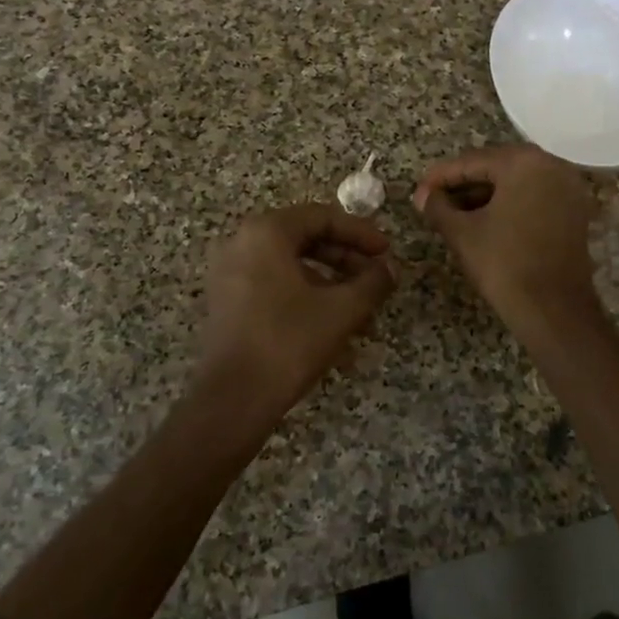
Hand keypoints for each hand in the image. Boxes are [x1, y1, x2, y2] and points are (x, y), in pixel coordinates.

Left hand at [198, 203, 395, 422]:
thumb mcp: (341, 310)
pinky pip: (275, 288)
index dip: (361, 234)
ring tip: (363, 315)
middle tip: (377, 280)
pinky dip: (307, 300)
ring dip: (331, 286)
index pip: (322, 217)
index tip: (387, 253)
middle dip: (347, 262)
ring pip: (292, 268)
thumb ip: (372, 282)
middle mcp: (242, 243)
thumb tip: (390, 268)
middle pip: (306, 240)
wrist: (232, 400)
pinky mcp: (227, 303)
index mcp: (266, 232)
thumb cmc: (289, 342)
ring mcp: (230, 274)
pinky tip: (335, 333)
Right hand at [413, 144, 599, 329]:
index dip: (440, 177)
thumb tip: (423, 196)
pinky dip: (509, 204)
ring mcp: (568, 187)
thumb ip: (438, 207)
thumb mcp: (462, 233)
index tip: (418, 192)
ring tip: (454, 212)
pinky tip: (484, 219)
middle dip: (463, 184)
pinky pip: (534, 196)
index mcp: (523, 162)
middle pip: (496, 167)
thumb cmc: (504, 264)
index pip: (472, 161)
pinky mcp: (575, 210)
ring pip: (516, 182)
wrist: (554, 310)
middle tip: (434, 200)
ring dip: (485, 194)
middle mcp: (551, 164)